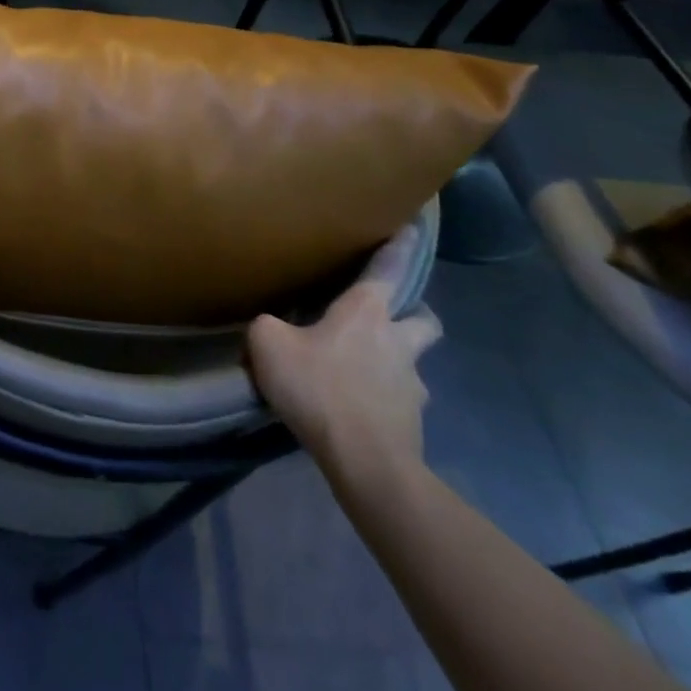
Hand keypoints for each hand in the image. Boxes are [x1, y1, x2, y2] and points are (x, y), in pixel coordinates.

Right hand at [246, 226, 441, 486]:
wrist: (366, 463)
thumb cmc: (319, 389)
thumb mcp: (268, 344)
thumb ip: (267, 324)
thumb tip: (271, 326)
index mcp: (367, 313)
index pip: (389, 269)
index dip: (400, 246)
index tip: (413, 227)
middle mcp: (398, 342)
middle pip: (424, 319)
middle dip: (413, 313)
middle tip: (387, 317)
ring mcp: (412, 385)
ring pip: (412, 362)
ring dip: (394, 361)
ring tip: (358, 371)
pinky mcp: (413, 423)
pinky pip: (399, 400)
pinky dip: (382, 398)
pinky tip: (355, 407)